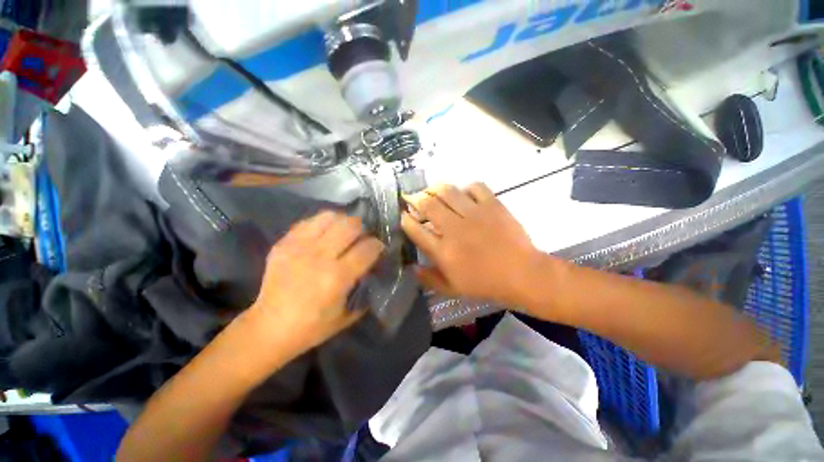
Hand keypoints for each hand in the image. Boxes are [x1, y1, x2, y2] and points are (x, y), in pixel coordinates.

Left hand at [246, 211, 384, 356]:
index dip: (378, 245)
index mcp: (338, 276)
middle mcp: (320, 256)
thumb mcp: (347, 315)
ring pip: (330, 217)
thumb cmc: (312, 327)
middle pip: (351, 225)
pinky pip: (309, 222)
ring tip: (344, 231)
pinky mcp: (284, 243)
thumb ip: (364, 291)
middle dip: (363, 228)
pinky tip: (324, 234)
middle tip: (362, 237)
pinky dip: (322, 224)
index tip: (378, 248)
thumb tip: (374, 270)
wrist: (268, 328)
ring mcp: (299, 247)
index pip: (368, 247)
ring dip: (343, 222)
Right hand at [401, 183, 544, 306]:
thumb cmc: (485, 284)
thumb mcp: (453, 289)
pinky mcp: (492, 205)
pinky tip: (464, 193)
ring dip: (435, 188)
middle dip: (414, 198)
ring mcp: (474, 214)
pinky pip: (475, 187)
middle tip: (412, 197)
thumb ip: (429, 279)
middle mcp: (454, 229)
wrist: (522, 274)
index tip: (403, 215)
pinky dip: (466, 188)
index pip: (416, 230)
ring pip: (447, 191)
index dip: (406, 220)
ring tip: (431, 190)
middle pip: (428, 205)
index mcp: (443, 251)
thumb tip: (412, 268)